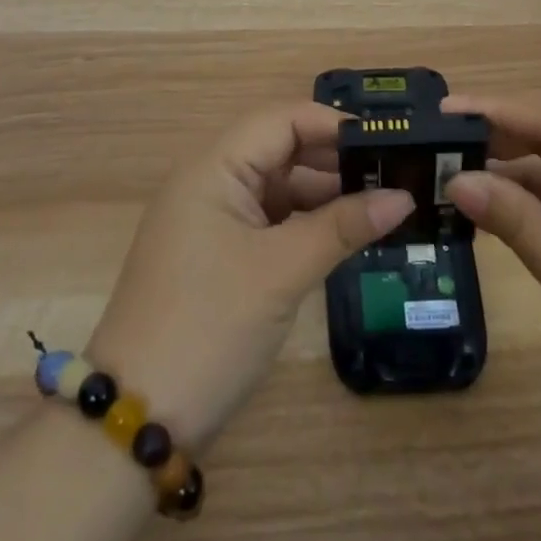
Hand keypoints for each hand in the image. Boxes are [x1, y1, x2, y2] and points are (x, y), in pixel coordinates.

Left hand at [87, 104, 413, 452]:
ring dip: (323, 193)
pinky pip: (268, 220)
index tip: (385, 141)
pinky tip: (343, 235)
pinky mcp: (216, 254)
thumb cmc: (209, 328)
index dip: (332, 124)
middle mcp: (209, 182)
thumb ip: (342, 227)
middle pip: (279, 149)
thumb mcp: (281, 272)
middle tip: (393, 174)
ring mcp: (210, 220)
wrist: (137, 421)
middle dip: (333, 159)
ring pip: (276, 187)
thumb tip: (403, 197)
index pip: (281, 119)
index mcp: (213, 168)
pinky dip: (304, 223)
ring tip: (381, 204)